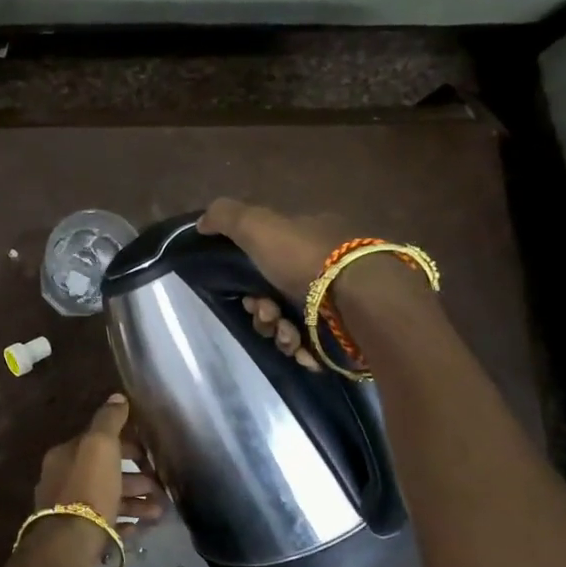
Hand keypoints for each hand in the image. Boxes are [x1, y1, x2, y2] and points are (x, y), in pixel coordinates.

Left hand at [32, 395, 163, 523]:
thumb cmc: (88, 489)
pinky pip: (107, 524)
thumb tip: (117, 397)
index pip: (99, 442)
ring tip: (160, 511)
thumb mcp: (100, 446)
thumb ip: (109, 420)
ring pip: (109, 499)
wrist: (69, 545)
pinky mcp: (79, 536)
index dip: (127, 444)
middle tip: (161, 485)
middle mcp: (64, 479)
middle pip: (106, 472)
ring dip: (136, 501)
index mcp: (66, 455)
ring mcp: (70, 510)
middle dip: (136, 476)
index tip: (151, 453)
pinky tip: (143, 527)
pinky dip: (126, 522)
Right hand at [199, 199, 435, 368]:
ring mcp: (341, 303)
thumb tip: (202, 222)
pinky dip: (303, 349)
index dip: (249, 277)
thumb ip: (227, 217)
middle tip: (266, 315)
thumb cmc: (309, 260)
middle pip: (276, 294)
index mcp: (312, 237)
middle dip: (263, 311)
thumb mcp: (259, 225)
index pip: (269, 256)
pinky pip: (314, 345)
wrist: (363, 304)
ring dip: (280, 333)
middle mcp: (329, 268)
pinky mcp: (349, 334)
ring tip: (288, 336)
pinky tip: (304, 349)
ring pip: (292, 323)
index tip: (247, 294)